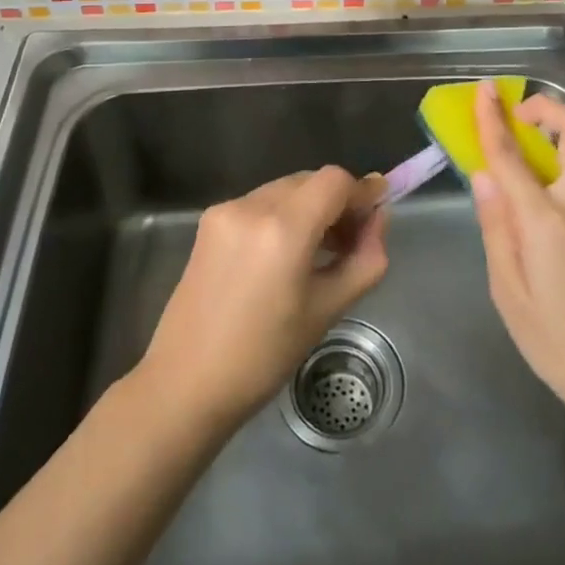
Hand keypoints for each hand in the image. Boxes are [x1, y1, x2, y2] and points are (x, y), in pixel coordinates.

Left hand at [135, 167, 387, 432]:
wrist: (186, 383)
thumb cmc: (264, 356)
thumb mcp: (328, 310)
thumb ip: (364, 259)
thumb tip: (379, 219)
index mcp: (283, 229)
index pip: (335, 180)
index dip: (361, 192)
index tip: (378, 212)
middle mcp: (252, 206)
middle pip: (310, 180)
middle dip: (337, 201)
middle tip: (352, 240)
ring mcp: (226, 210)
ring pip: (285, 189)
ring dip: (310, 207)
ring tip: (320, 251)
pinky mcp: (209, 221)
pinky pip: (260, 203)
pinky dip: (282, 216)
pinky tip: (284, 255)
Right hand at [470, 79, 564, 434]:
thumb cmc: (561, 344)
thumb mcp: (509, 293)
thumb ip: (496, 228)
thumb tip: (484, 177)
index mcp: (548, 221)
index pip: (513, 157)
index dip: (494, 119)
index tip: (484, 90)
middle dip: (549, 108)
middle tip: (521, 117)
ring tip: (541, 143)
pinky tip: (561, 181)